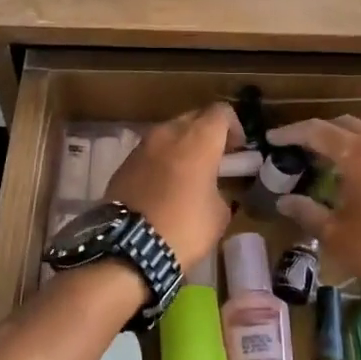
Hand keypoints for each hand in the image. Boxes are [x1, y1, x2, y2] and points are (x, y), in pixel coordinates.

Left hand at [105, 103, 244, 272]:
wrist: (130, 247)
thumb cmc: (185, 227)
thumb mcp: (219, 213)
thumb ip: (219, 189)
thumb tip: (211, 189)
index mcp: (198, 139)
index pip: (221, 112)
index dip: (233, 127)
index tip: (236, 150)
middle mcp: (168, 133)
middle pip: (193, 118)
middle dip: (206, 134)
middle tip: (214, 160)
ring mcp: (142, 146)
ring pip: (168, 134)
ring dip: (181, 147)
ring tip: (187, 175)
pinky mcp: (123, 164)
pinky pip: (150, 153)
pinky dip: (161, 162)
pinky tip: (163, 188)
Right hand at [269, 117, 360, 321]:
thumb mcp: (337, 236)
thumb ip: (307, 212)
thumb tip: (283, 200)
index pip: (318, 131)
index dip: (291, 133)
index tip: (271, 140)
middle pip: (345, 126)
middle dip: (318, 133)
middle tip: (295, 149)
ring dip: (342, 143)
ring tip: (320, 164)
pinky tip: (352, 179)